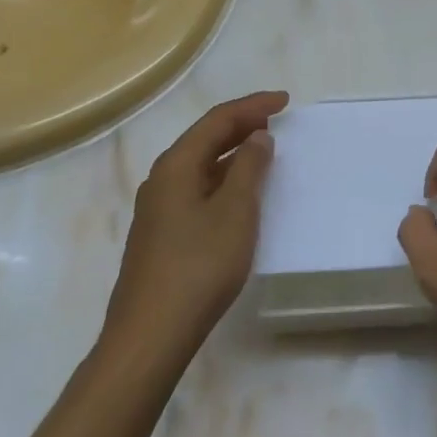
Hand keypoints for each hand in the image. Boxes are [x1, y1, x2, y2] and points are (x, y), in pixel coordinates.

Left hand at [104, 90, 288, 358]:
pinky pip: (196, 189)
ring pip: (200, 166)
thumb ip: (249, 168)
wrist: (151, 334)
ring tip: (263, 150)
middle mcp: (162, 180)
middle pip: (204, 139)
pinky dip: (222, 179)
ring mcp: (158, 209)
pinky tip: (239, 194)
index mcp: (176, 166)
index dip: (252, 106)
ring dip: (231, 153)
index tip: (285, 101)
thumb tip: (256, 137)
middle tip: (275, 120)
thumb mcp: (235, 211)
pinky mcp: (161, 235)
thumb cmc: (199, 266)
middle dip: (240, 125)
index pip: (217, 120)